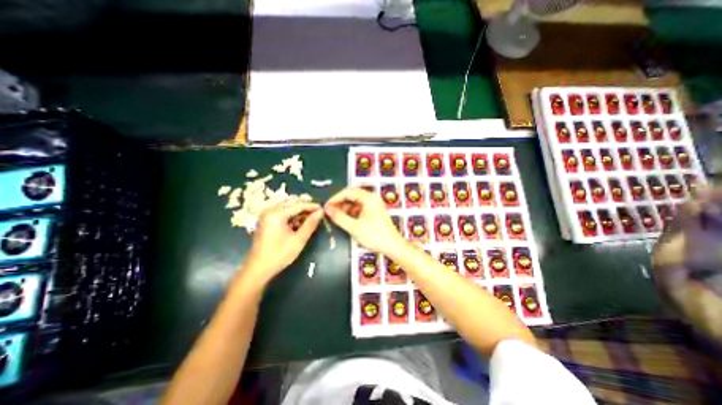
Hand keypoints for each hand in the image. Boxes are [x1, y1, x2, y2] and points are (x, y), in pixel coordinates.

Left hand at [243, 199, 321, 284]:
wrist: (258, 269)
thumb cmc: (279, 255)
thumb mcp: (298, 240)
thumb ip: (310, 224)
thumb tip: (321, 212)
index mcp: (276, 214)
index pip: (298, 204)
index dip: (312, 206)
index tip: (323, 209)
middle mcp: (270, 210)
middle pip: (292, 202)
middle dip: (306, 207)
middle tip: (318, 214)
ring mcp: (267, 214)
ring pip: (288, 206)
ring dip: (299, 211)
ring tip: (310, 219)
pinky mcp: (266, 219)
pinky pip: (282, 211)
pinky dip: (292, 215)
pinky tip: (298, 223)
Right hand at [326, 186, 405, 252]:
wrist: (392, 246)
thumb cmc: (374, 236)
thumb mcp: (354, 227)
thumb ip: (339, 217)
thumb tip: (327, 209)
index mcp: (368, 198)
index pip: (348, 192)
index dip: (335, 198)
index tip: (326, 207)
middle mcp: (371, 198)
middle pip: (352, 196)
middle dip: (340, 203)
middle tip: (330, 212)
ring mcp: (373, 205)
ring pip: (355, 202)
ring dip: (345, 208)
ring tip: (336, 217)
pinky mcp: (374, 212)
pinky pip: (360, 208)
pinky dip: (351, 213)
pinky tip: (345, 220)